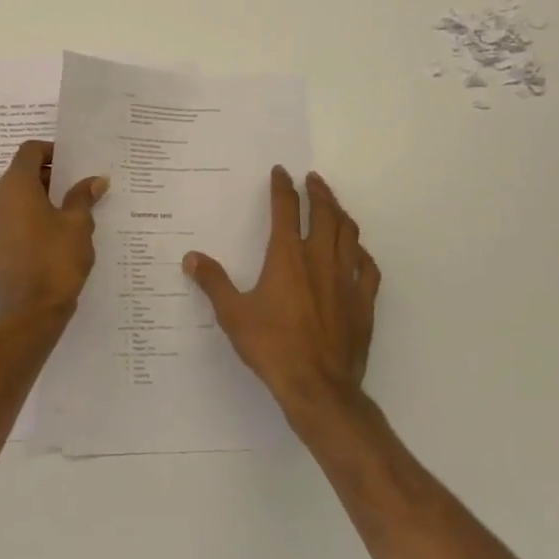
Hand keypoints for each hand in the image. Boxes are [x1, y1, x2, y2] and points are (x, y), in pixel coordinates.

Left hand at [0, 140, 107, 323]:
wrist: (29, 313)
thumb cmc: (55, 260)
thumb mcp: (77, 225)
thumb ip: (83, 198)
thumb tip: (95, 181)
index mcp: (15, 187)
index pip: (28, 151)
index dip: (50, 151)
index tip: (72, 164)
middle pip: (19, 174)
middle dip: (48, 177)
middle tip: (75, 188)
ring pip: (13, 198)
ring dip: (37, 198)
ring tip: (67, 213)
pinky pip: (8, 220)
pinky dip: (27, 218)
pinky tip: (51, 235)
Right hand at [183, 167, 379, 414]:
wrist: (318, 386)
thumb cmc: (272, 346)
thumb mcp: (233, 314)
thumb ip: (213, 282)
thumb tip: (191, 257)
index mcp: (288, 257)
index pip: (286, 210)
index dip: (282, 187)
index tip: (281, 171)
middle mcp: (319, 259)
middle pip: (325, 214)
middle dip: (318, 192)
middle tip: (313, 179)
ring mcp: (346, 279)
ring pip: (349, 234)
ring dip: (340, 213)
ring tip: (334, 206)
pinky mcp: (363, 302)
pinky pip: (367, 267)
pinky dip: (361, 252)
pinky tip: (357, 252)